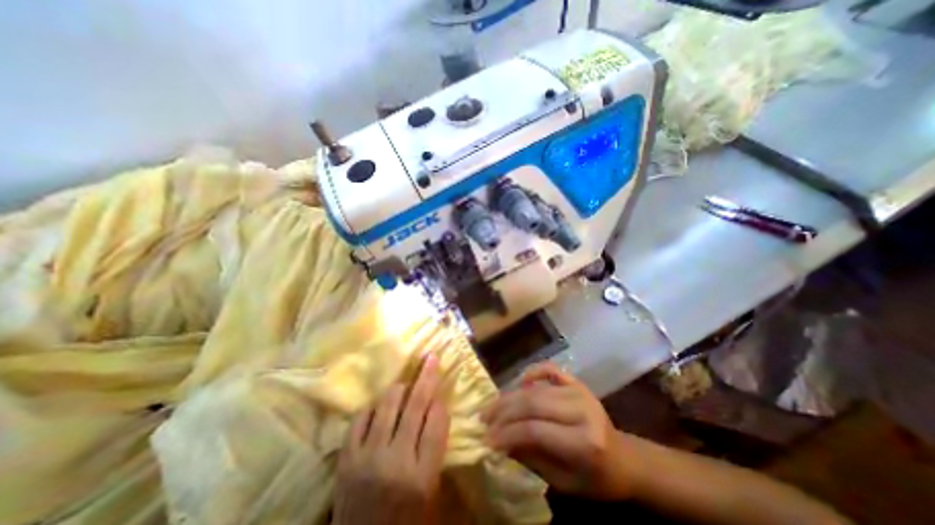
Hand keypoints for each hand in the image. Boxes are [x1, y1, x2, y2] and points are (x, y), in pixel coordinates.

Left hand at [335, 354, 451, 523]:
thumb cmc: (404, 519)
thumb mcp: (430, 490)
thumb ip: (435, 448)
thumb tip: (436, 407)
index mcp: (422, 477)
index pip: (436, 424)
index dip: (440, 403)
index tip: (440, 393)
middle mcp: (395, 463)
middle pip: (415, 406)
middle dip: (426, 377)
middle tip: (431, 358)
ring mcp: (367, 457)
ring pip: (388, 404)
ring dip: (401, 388)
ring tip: (406, 385)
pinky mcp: (346, 457)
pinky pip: (362, 416)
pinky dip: (374, 406)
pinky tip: (380, 407)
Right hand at [483, 363, 634, 498]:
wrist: (625, 459)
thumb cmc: (595, 479)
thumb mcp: (563, 482)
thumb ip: (530, 458)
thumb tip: (499, 440)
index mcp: (583, 442)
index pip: (534, 430)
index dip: (507, 434)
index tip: (487, 440)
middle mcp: (581, 410)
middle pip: (532, 403)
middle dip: (503, 411)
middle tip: (483, 419)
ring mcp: (579, 391)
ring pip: (535, 388)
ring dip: (510, 396)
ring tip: (492, 406)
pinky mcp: (576, 382)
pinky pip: (549, 369)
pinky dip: (532, 371)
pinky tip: (521, 382)